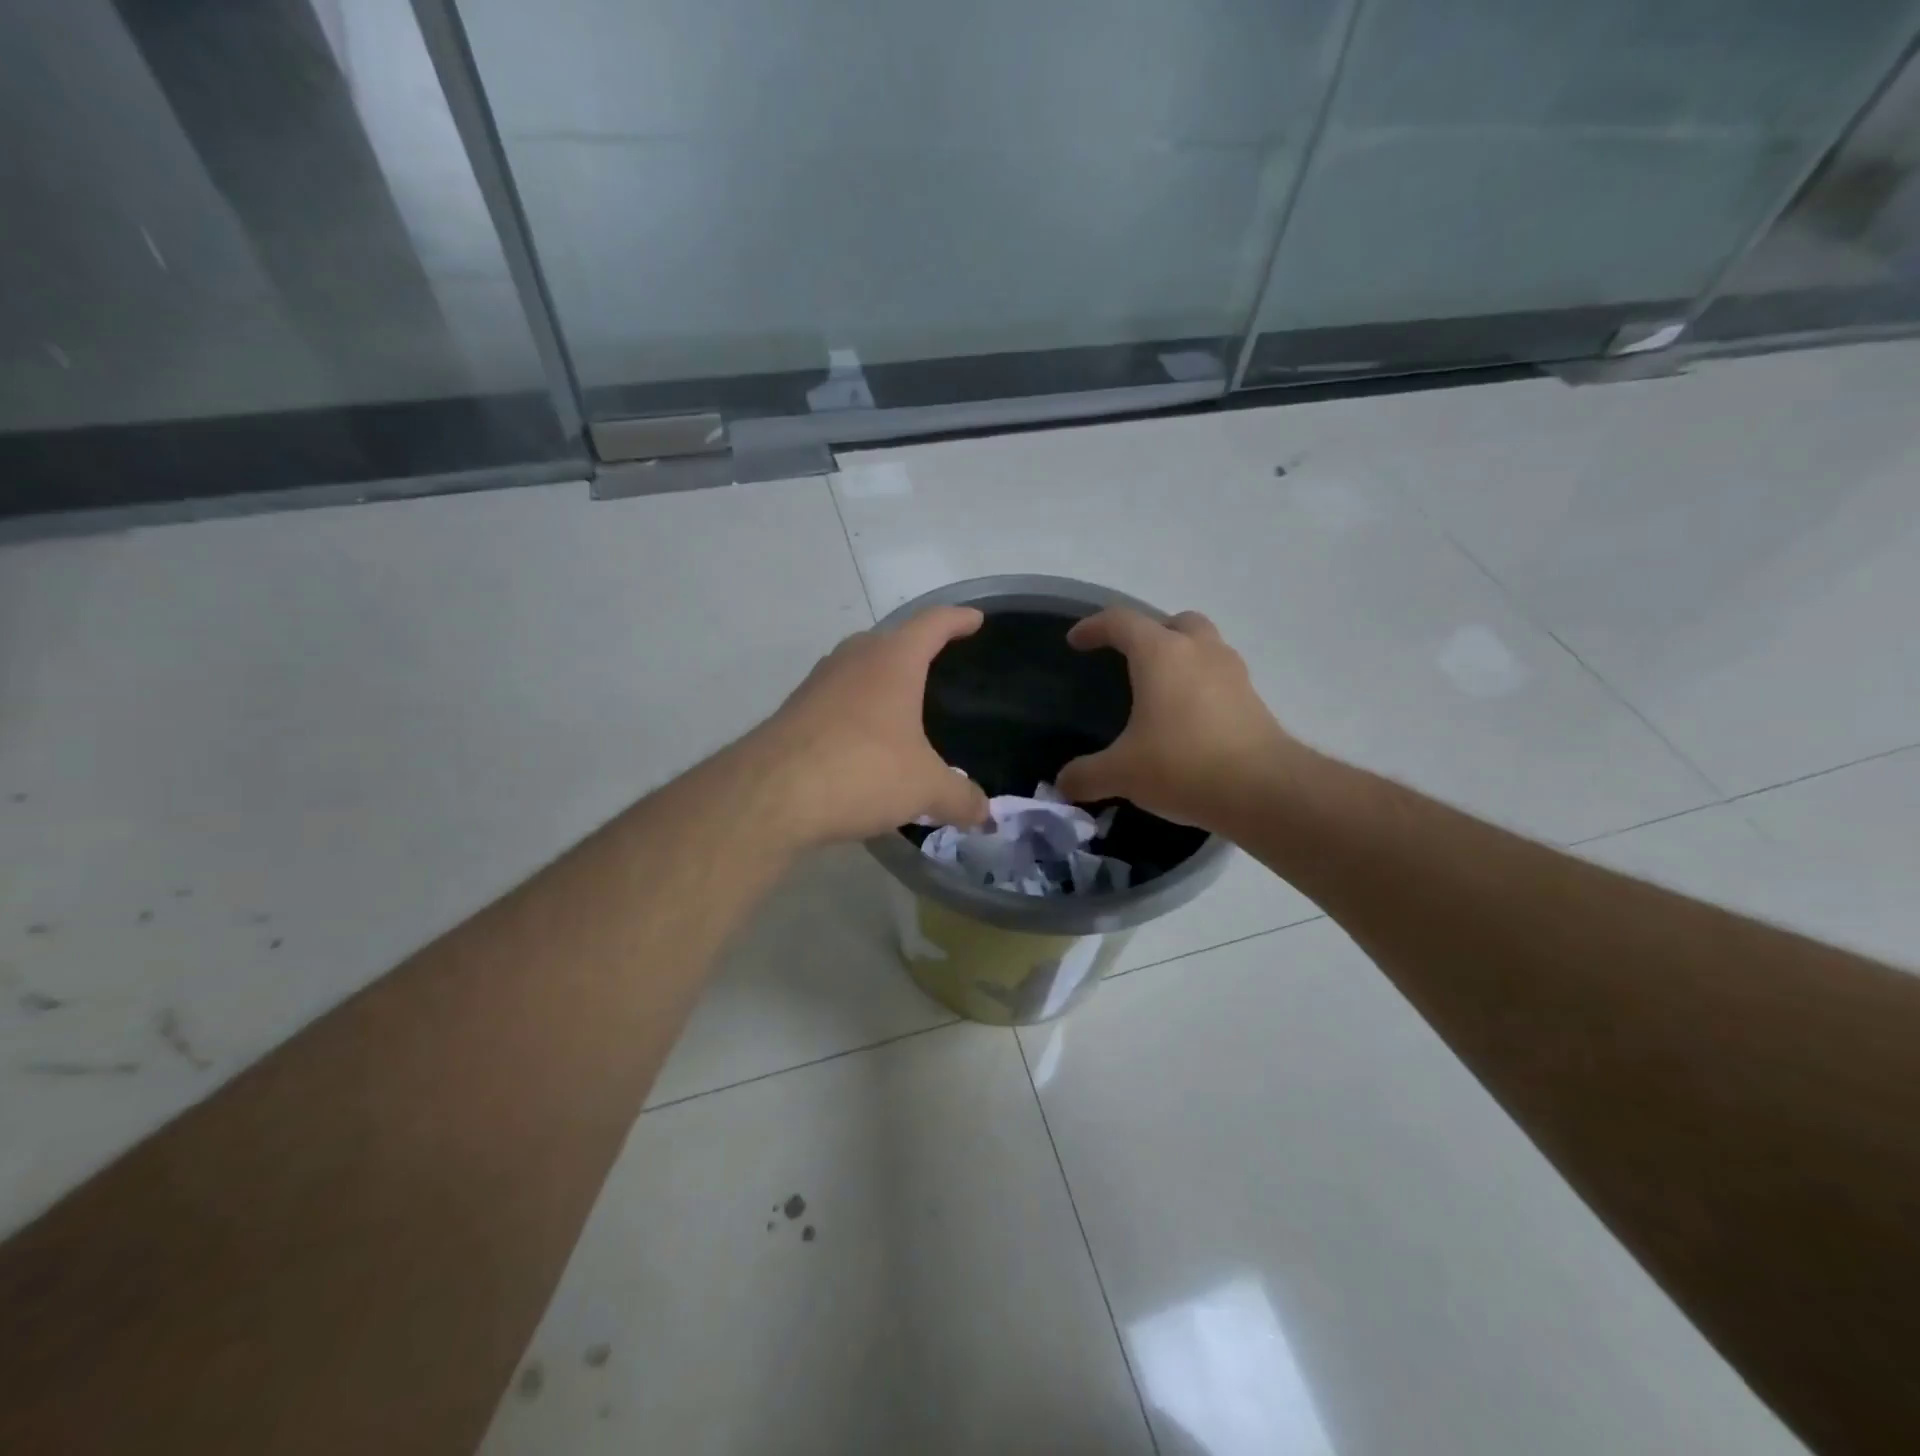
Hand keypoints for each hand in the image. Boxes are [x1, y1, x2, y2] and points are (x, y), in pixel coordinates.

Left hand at [749, 607, 991, 846]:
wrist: (771, 793)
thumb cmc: (863, 770)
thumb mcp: (925, 788)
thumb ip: (960, 797)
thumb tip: (985, 815)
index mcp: (893, 660)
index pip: (933, 623)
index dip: (958, 620)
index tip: (975, 619)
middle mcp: (853, 659)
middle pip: (891, 641)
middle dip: (916, 650)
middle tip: (938, 666)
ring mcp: (818, 683)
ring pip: (859, 669)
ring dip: (881, 681)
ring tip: (902, 706)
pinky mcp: (793, 710)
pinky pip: (837, 700)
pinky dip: (857, 711)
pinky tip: (865, 742)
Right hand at [1056, 608, 1298, 829]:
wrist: (1263, 790)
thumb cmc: (1182, 765)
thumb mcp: (1122, 773)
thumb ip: (1086, 775)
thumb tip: (1063, 784)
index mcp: (1161, 654)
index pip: (1121, 622)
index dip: (1094, 627)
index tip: (1076, 642)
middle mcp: (1200, 652)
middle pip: (1175, 622)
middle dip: (1150, 633)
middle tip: (1131, 658)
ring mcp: (1233, 674)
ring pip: (1205, 646)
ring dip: (1182, 657)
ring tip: (1161, 690)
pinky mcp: (1253, 700)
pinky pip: (1221, 678)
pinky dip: (1201, 687)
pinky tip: (1188, 721)